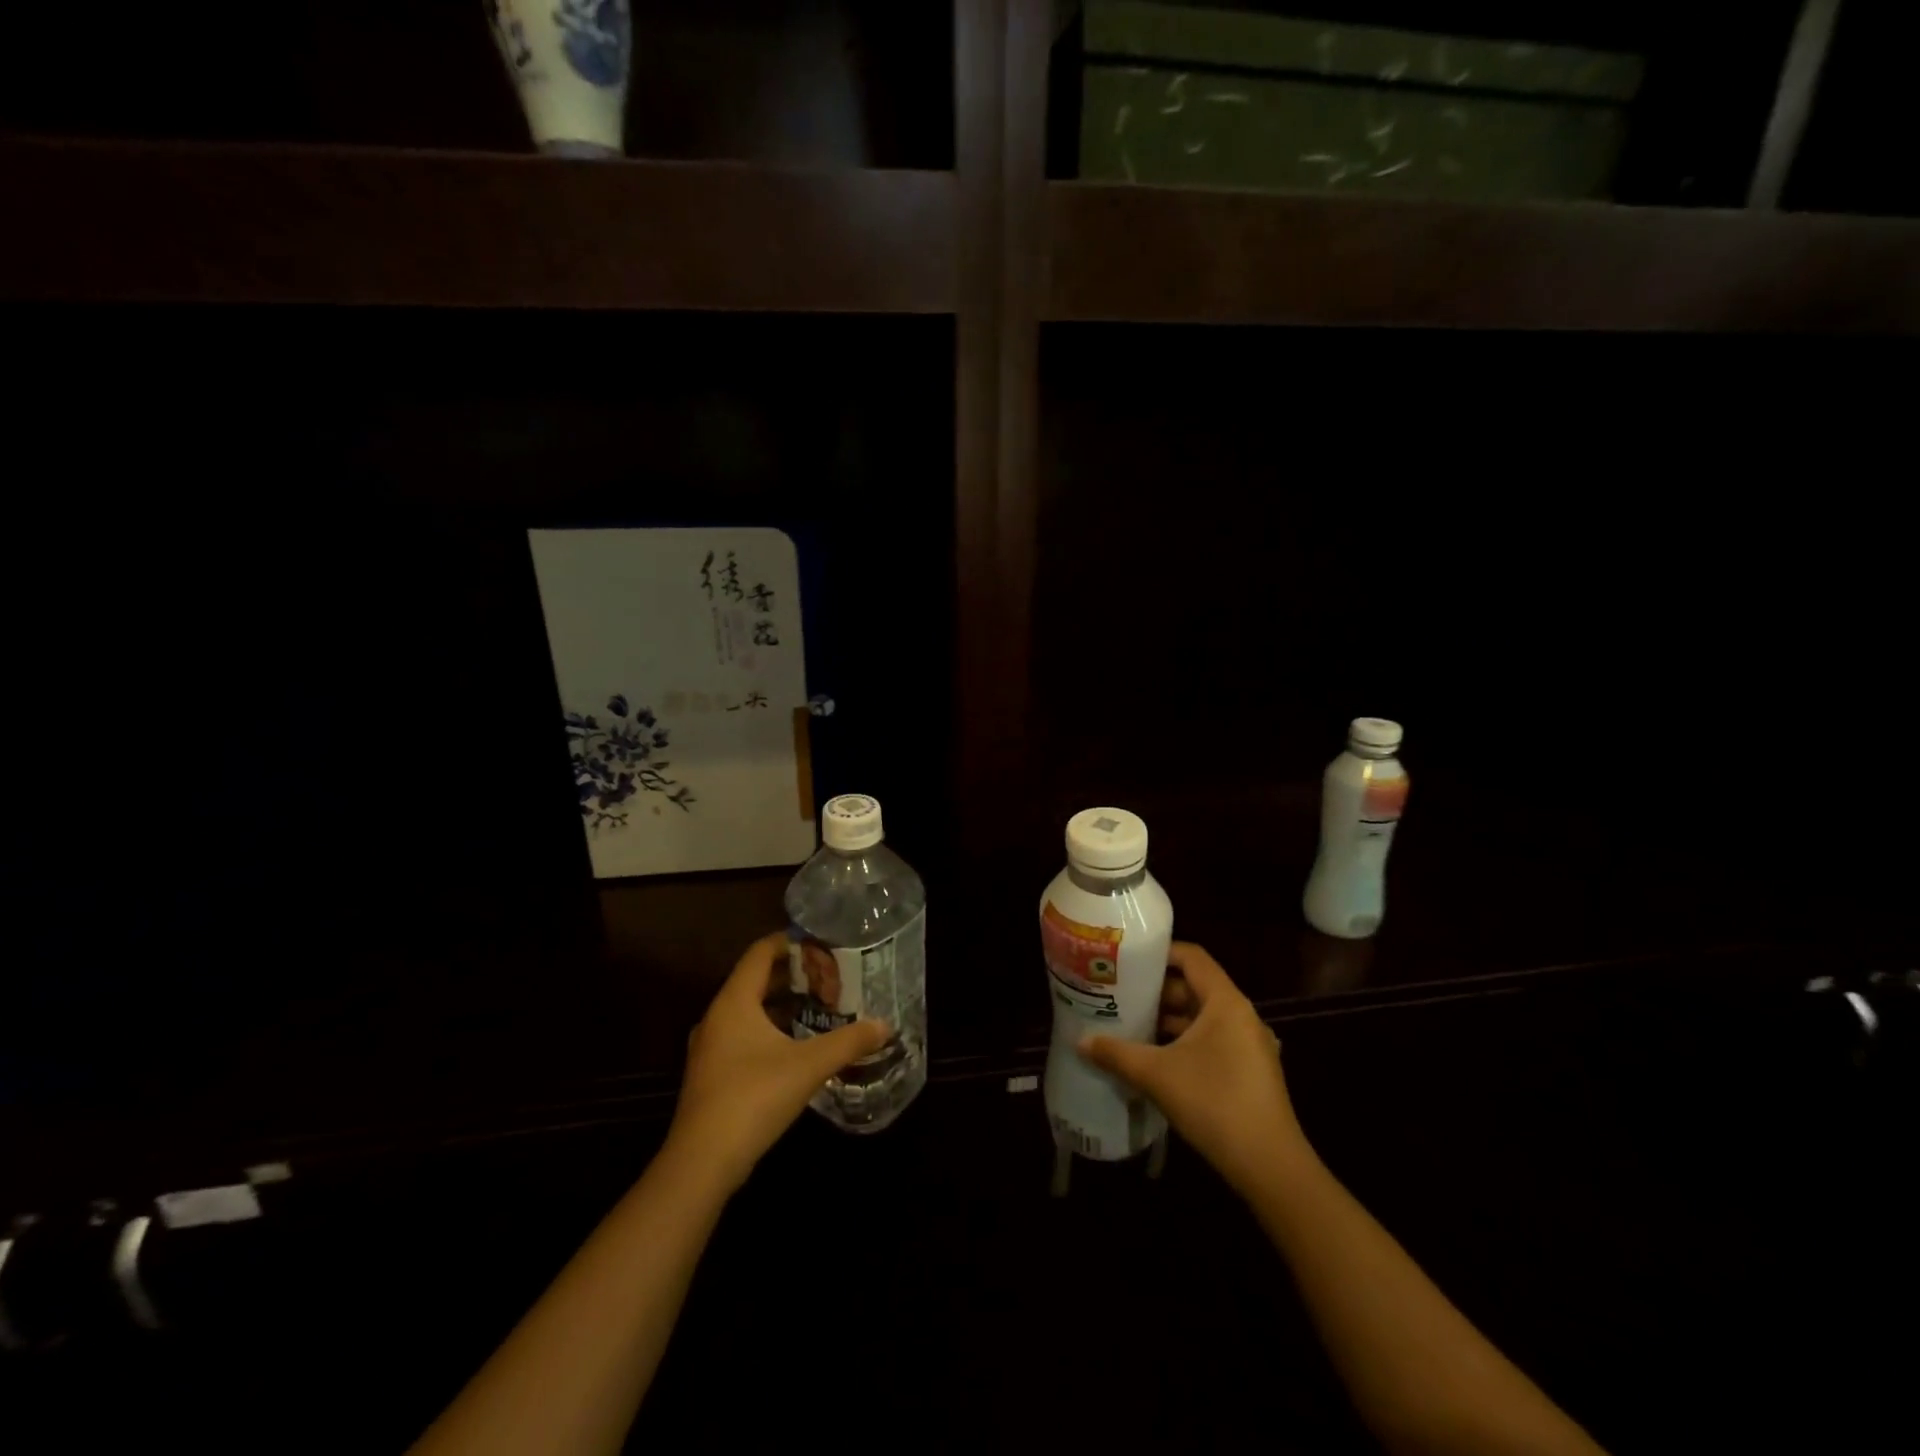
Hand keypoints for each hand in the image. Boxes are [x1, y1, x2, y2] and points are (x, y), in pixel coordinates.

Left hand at [666, 932, 890, 1193]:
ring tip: (821, 1007)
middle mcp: (717, 1016)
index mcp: (734, 1001)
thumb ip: (849, 1041)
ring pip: (750, 1009)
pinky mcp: (713, 1074)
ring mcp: (711, 1047)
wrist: (701, 1163)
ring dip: (784, 1004)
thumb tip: (885, 1025)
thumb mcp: (809, 1066)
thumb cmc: (753, 1098)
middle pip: (757, 979)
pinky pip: (744, 1034)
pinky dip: (772, 1029)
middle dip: (794, 975)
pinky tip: (798, 1046)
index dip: (792, 943)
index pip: (761, 952)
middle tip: (831, 978)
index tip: (824, 946)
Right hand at [1079, 943, 1308, 1196]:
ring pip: (1202, 1018)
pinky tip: (1155, 1059)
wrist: (1270, 1167)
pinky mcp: (1250, 1072)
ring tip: (1130, 1024)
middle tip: (1118, 993)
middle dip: (1156, 991)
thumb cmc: (1214, 1103)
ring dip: (1168, 1020)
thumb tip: (1080, 1042)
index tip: (1127, 959)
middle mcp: (1242, 1016)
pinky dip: (1184, 1042)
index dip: (1160, 952)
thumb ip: (1117, 1053)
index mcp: (1226, 1002)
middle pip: (1195, 987)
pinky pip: (1212, 1041)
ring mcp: (1250, 1045)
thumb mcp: (1157, 1075)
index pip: (1193, 957)